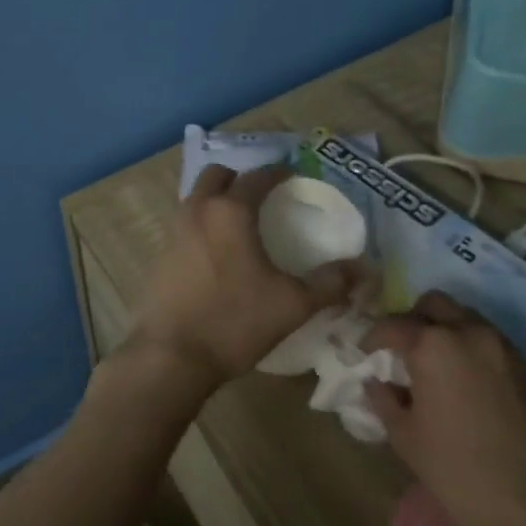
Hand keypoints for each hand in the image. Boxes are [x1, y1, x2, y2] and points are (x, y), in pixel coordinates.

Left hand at [129, 164, 358, 390]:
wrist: (171, 353)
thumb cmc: (234, 321)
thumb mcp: (292, 304)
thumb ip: (330, 283)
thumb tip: (365, 270)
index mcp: (229, 211)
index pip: (256, 177)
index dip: (277, 173)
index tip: (293, 177)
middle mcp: (197, 210)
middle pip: (216, 175)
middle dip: (239, 178)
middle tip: (262, 196)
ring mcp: (173, 230)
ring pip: (195, 197)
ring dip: (216, 199)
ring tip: (241, 223)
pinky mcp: (160, 253)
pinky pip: (184, 223)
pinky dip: (202, 223)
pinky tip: (218, 252)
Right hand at [365, 292, 525, 525]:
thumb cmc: (460, 474)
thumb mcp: (406, 438)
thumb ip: (385, 399)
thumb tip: (377, 382)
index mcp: (433, 345)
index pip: (393, 324)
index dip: (373, 337)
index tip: (365, 353)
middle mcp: (470, 333)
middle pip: (434, 304)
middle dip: (413, 320)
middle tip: (403, 350)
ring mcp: (506, 350)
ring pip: (467, 319)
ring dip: (446, 332)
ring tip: (436, 366)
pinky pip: (492, 344)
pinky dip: (473, 352)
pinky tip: (467, 386)